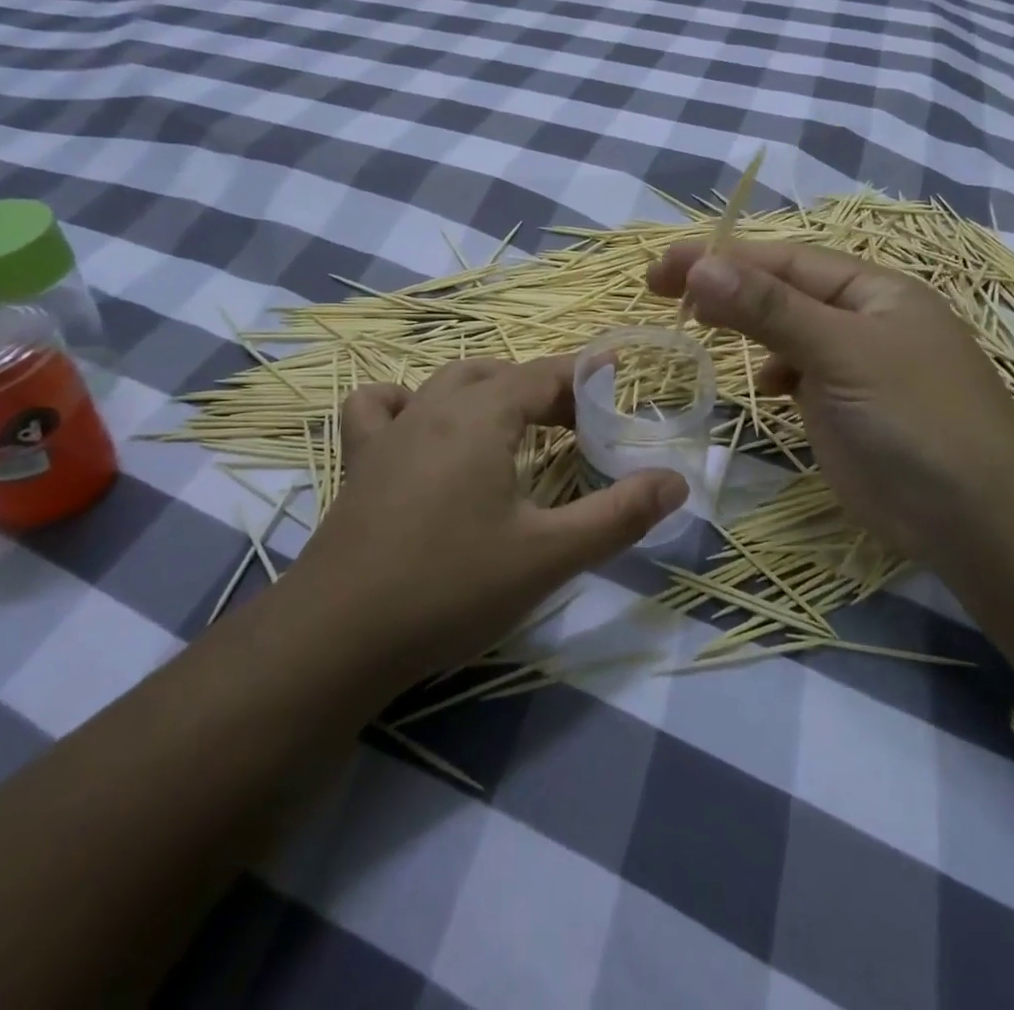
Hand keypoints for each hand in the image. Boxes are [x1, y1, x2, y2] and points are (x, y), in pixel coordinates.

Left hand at [287, 356, 686, 687]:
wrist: (337, 637)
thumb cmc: (451, 587)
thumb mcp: (549, 555)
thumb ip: (619, 515)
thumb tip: (676, 481)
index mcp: (482, 416)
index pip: (545, 375)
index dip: (585, 375)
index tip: (617, 380)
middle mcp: (434, 407)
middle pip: (501, 374)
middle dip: (545, 388)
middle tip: (578, 423)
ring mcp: (390, 432)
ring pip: (446, 381)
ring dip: (488, 390)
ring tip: (514, 422)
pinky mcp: (359, 462)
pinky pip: (381, 407)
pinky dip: (409, 402)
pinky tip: (422, 429)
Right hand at [647, 240, 1013, 564]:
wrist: (975, 520)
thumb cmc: (913, 418)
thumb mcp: (840, 352)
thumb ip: (768, 309)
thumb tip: (699, 266)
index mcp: (872, 289)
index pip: (783, 260)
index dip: (721, 258)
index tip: (662, 267)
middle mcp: (863, 319)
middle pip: (781, 290)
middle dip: (725, 287)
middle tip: (662, 291)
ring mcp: (854, 365)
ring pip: (786, 331)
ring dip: (745, 325)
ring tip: (698, 326)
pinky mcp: (844, 408)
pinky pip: (797, 373)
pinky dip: (772, 371)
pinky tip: (763, 385)